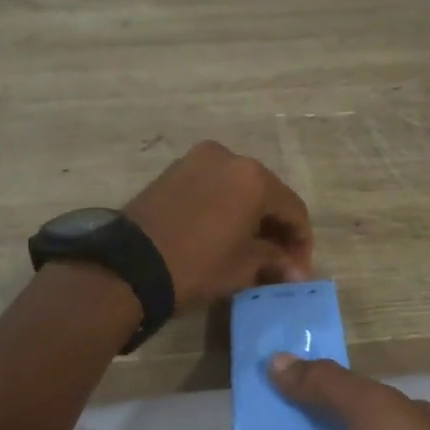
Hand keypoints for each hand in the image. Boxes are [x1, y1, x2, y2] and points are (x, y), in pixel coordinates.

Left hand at [123, 141, 312, 309]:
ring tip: (251, 250)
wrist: (129, 264)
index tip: (298, 271)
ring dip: (250, 217)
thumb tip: (295, 271)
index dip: (301, 243)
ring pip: (239, 189)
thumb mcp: (243, 267)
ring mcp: (198, 160)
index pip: (293, 210)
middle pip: (267, 194)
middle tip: (279, 262)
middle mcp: (229, 158)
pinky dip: (226, 208)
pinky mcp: (174, 171)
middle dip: (276, 228)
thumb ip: (275, 261)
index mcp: (254, 178)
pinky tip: (225, 234)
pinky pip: (213, 187)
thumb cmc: (197, 264)